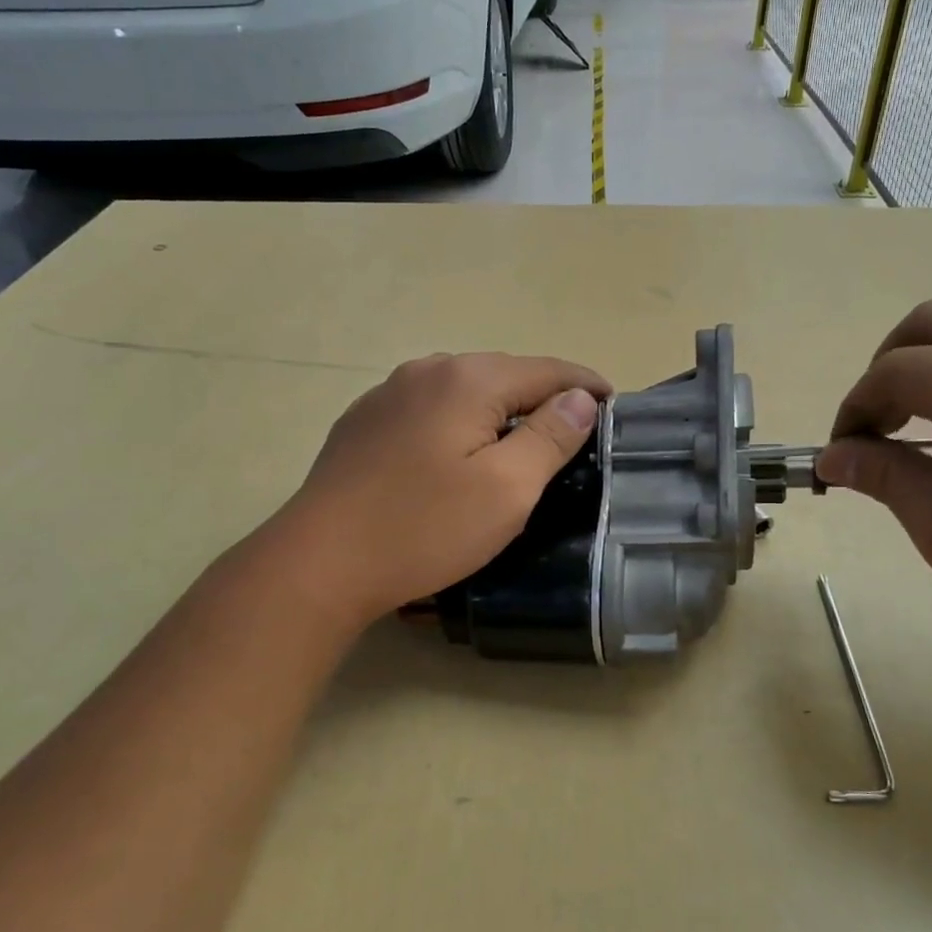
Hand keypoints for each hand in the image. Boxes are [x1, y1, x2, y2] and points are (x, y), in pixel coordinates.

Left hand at [270, 352, 610, 627]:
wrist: (319, 562)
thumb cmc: (424, 529)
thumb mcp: (507, 489)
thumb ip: (550, 436)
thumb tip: (580, 398)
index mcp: (468, 379)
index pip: (547, 369)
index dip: (586, 385)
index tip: (613, 406)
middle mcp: (426, 370)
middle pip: (504, 373)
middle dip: (543, 396)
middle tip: (572, 432)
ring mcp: (388, 393)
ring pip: (463, 390)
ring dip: (499, 409)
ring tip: (520, 442)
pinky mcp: (364, 422)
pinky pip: (430, 409)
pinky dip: (459, 422)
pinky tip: (457, 453)